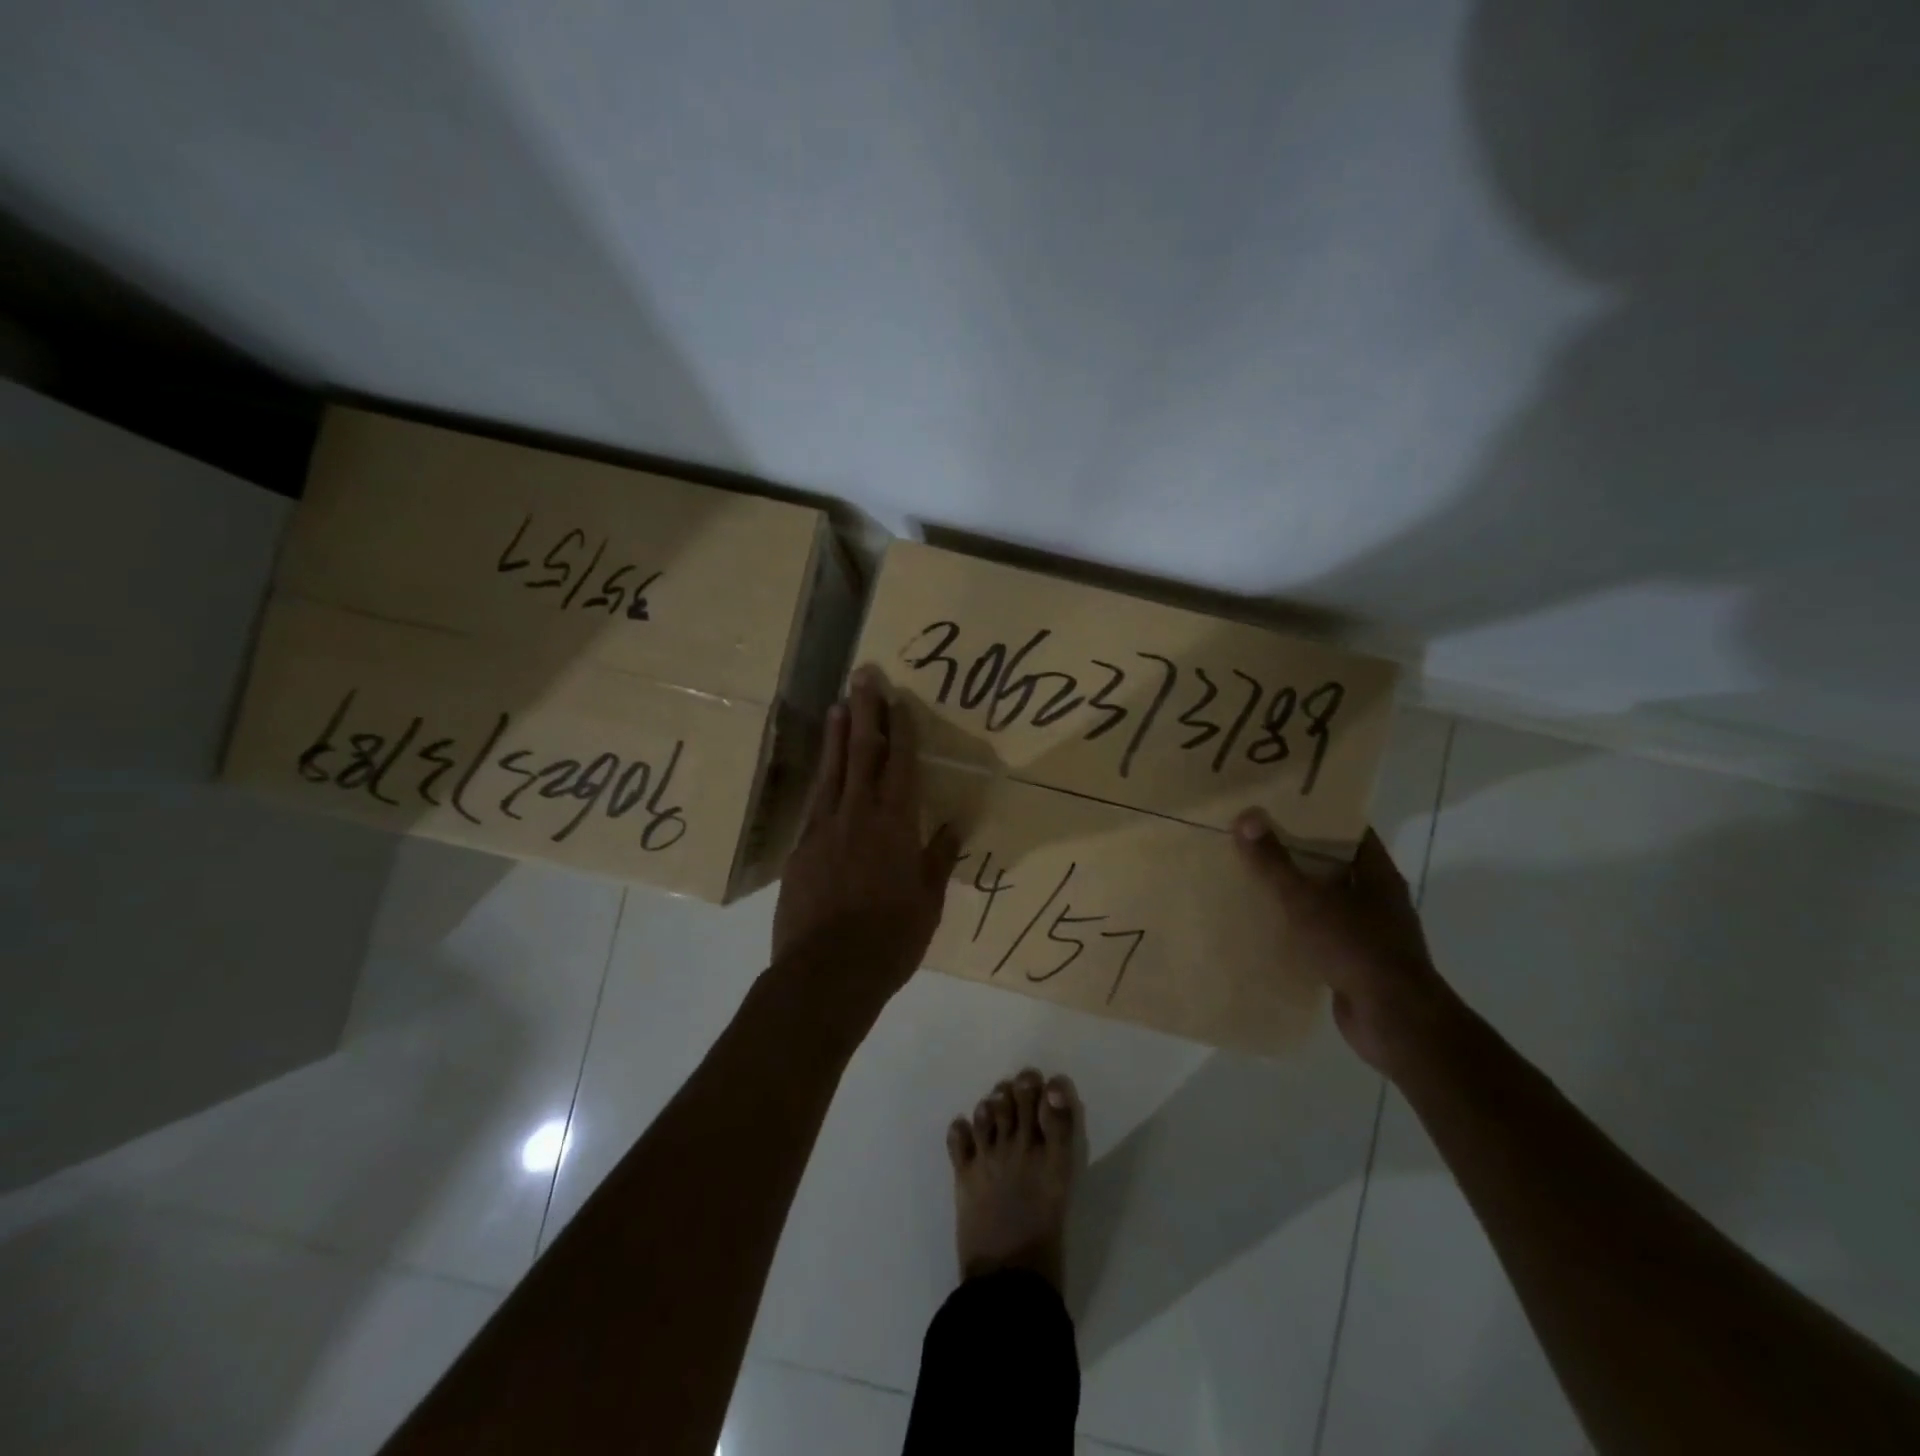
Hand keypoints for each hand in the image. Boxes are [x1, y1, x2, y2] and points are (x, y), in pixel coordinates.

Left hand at [773, 665, 960, 1020]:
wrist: (826, 974)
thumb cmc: (889, 941)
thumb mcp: (927, 903)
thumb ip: (938, 859)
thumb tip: (952, 826)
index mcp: (895, 827)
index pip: (901, 766)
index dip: (902, 730)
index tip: (899, 700)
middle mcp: (858, 816)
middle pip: (862, 754)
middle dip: (865, 713)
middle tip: (863, 677)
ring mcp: (824, 829)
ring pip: (832, 771)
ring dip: (838, 735)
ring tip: (839, 705)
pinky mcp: (800, 849)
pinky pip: (815, 801)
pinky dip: (822, 777)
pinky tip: (823, 767)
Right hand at [1233, 810, 1462, 1075]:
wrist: (1394, 1020)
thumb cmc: (1356, 947)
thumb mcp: (1307, 899)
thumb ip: (1274, 862)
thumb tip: (1246, 817)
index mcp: (1377, 874)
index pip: (1349, 831)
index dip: (1318, 815)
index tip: (1281, 804)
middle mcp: (1378, 899)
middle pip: (1334, 864)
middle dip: (1297, 852)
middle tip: (1255, 837)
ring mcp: (1369, 933)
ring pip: (1326, 901)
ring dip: (1295, 892)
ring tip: (1252, 877)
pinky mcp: (1355, 962)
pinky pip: (1321, 933)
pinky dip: (1298, 927)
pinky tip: (1266, 924)